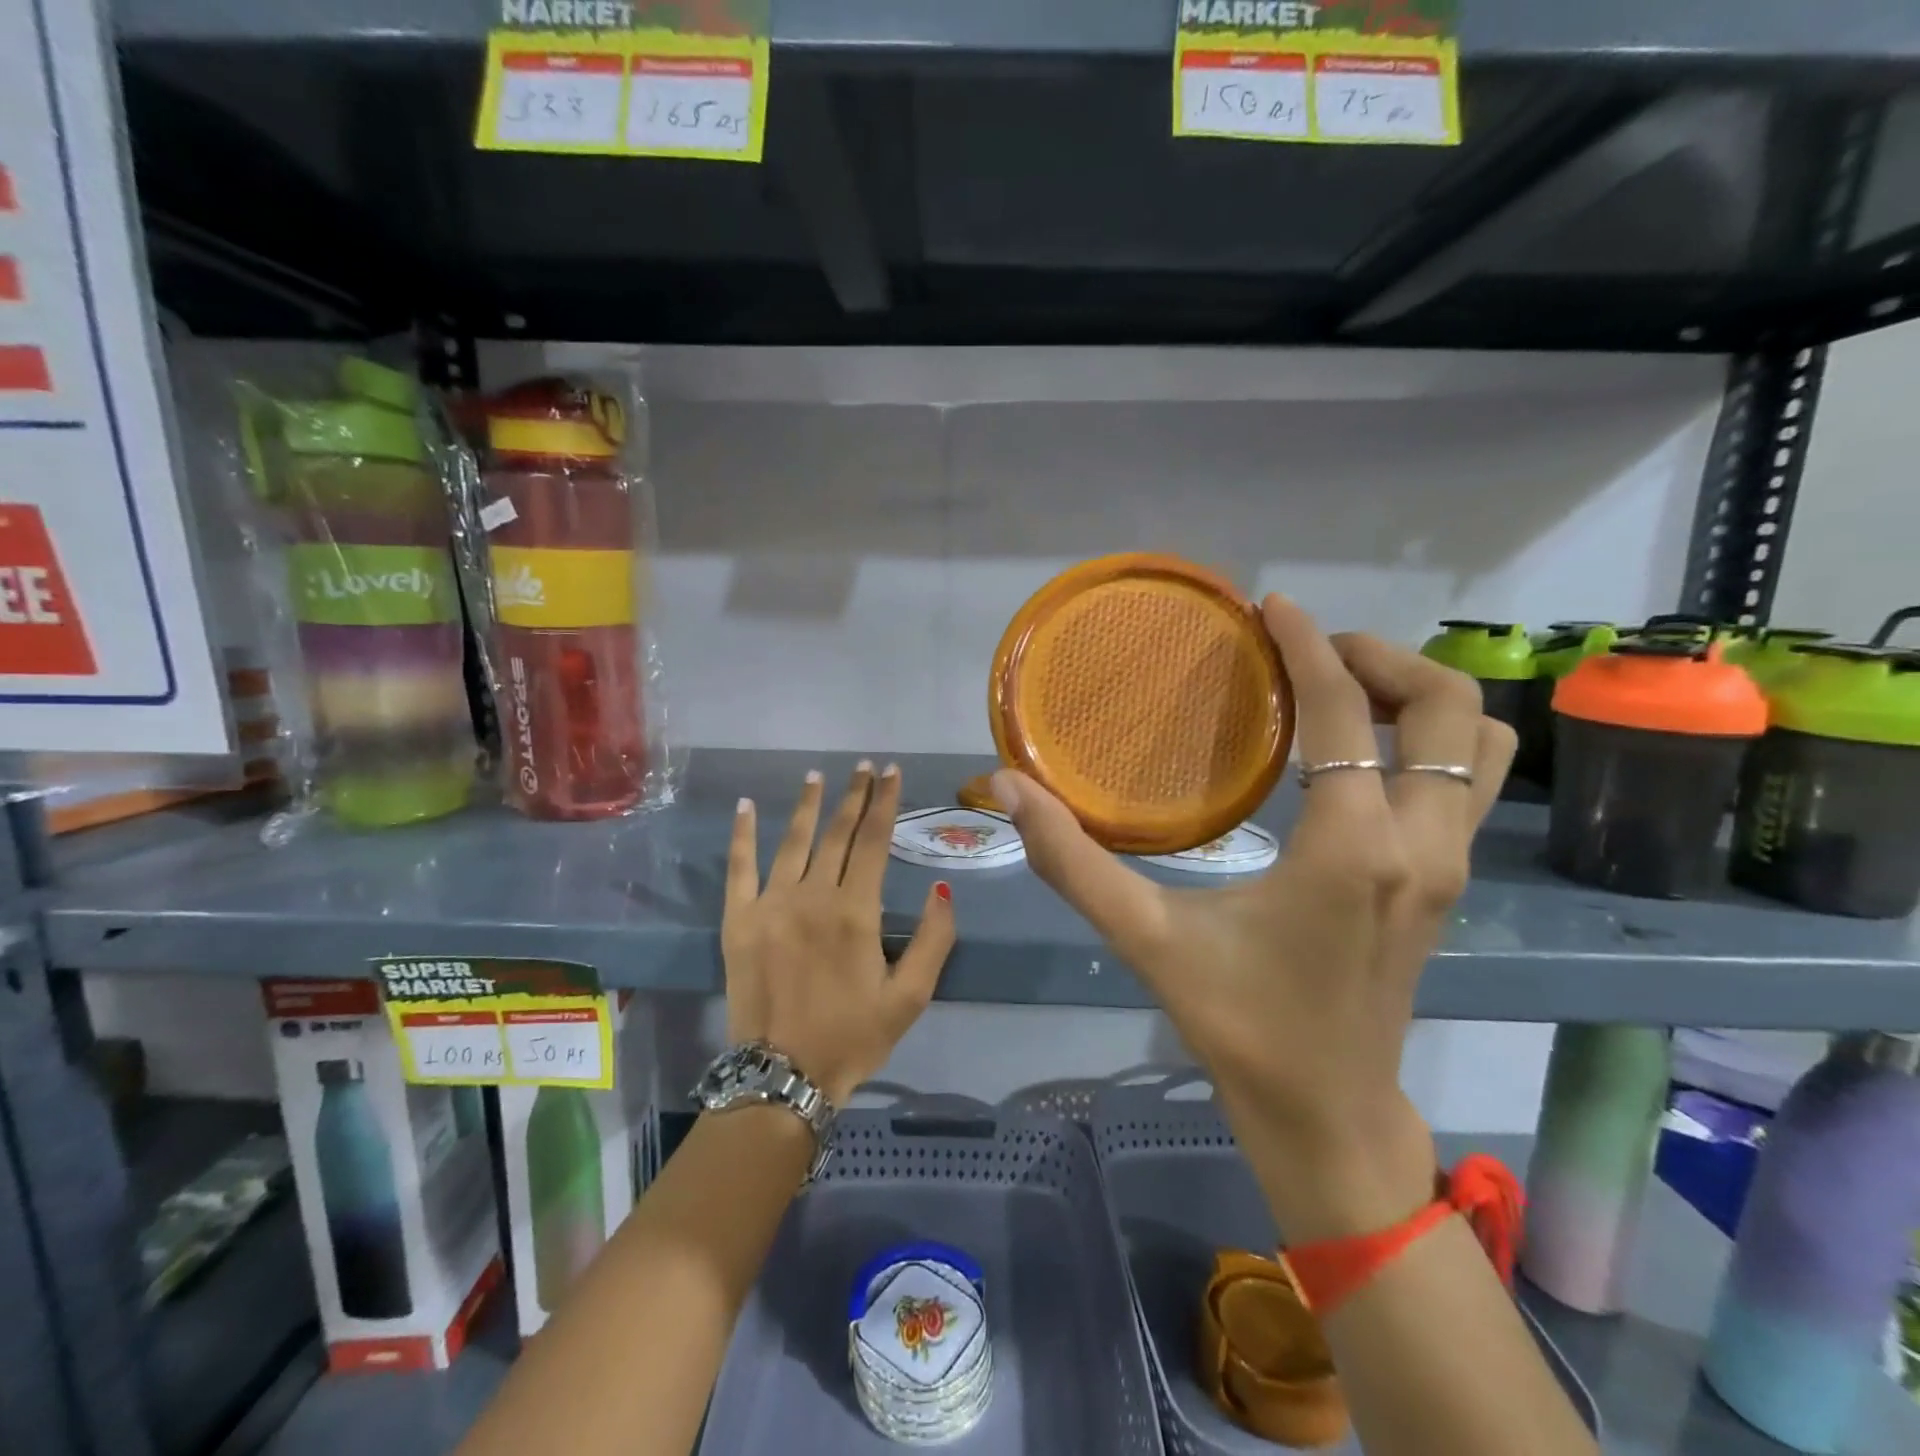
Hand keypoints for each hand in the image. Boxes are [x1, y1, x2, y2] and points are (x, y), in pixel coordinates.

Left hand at [723, 763, 956, 1106]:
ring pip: (793, 841)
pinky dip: (742, 834)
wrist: (782, 1077)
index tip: (892, 773)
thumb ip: (934, 940)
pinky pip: (739, 867)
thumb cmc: (853, 1038)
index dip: (886, 803)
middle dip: (854, 795)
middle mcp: (813, 896)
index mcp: (856, 912)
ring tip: (817, 775)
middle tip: (864, 766)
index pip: (875, 841)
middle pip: (837, 833)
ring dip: (808, 804)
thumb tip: (941, 889)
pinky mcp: (738, 920)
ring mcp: (770, 904)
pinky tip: (745, 806)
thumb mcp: (911, 997)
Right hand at [994, 597, 1514, 1241]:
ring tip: (1345, 690)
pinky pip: (1468, 782)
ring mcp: (1450, 865)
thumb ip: (1072, 862)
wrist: (1326, 1114)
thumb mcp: (1147, 939)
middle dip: (1382, 658)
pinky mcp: (1449, 883)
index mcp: (1351, 849)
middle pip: (1448, 707)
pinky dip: (1431, 741)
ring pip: (1480, 743)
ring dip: (1420, 697)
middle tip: (1310, 650)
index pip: (1346, 714)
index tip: (1272, 606)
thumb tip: (1010, 790)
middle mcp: (1422, 845)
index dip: (1309, 645)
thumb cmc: (1238, 1025)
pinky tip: (1361, 755)